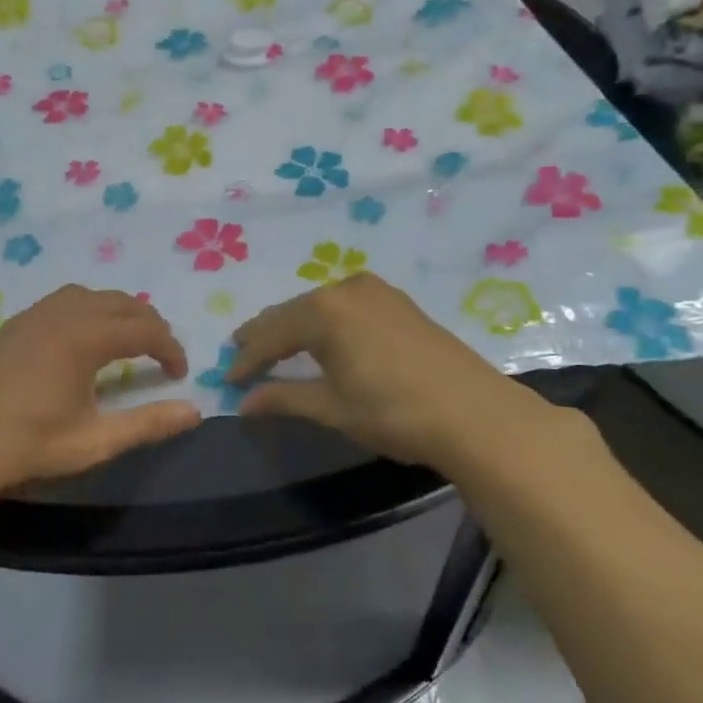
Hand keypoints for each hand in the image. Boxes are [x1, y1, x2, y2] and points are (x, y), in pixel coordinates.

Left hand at [0, 285, 201, 496]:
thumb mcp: (95, 442)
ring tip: (126, 340)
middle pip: (120, 303)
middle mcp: (62, 315)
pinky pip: (61, 301)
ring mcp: (33, 316)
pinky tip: (82, 340)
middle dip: (149, 324)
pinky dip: (87, 310)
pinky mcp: (13, 326)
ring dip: (116, 311)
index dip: (169, 348)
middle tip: (160, 355)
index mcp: (85, 338)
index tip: (179, 374)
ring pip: (89, 296)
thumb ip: (148, 423)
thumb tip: (194, 412)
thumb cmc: (30, 446)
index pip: (144, 329)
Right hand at [227, 273, 562, 471]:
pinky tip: (322, 336)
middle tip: (242, 354)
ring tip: (275, 345)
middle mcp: (345, 289)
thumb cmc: (393, 412)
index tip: (228, 381)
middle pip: (292, 312)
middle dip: (265, 336)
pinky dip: (325, 321)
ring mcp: (376, 291)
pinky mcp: (399, 302)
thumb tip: (243, 404)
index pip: (270, 334)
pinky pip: (345, 305)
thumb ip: (284, 399)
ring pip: (319, 306)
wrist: (474, 413)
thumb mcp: (332, 408)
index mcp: (323, 312)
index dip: (247, 359)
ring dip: (295, 326)